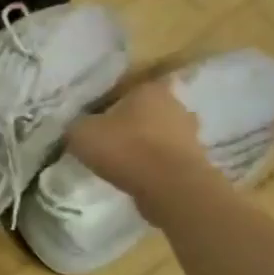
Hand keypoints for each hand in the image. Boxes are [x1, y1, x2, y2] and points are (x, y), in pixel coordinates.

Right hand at [65, 76, 217, 216]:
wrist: (170, 187)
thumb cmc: (125, 148)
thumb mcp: (81, 133)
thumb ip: (77, 126)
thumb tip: (77, 127)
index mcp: (149, 88)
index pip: (128, 87)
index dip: (111, 101)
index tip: (97, 117)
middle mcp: (175, 104)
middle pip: (147, 110)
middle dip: (131, 122)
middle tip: (108, 139)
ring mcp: (190, 133)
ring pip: (160, 134)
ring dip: (145, 145)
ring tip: (122, 162)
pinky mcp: (196, 160)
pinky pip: (167, 157)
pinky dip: (154, 165)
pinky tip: (137, 176)